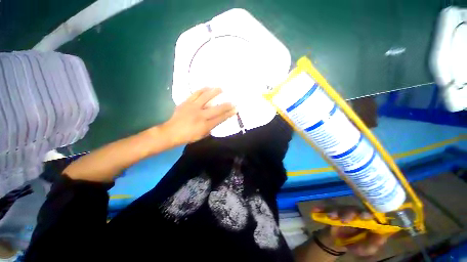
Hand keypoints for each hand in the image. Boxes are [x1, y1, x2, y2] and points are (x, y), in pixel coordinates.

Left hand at [162, 87, 235, 145]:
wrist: (171, 132)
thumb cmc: (188, 136)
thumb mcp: (202, 135)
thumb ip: (211, 128)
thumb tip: (217, 120)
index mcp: (205, 126)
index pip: (220, 118)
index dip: (228, 114)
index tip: (235, 110)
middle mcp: (200, 115)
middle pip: (216, 109)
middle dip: (226, 105)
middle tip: (233, 102)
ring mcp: (193, 107)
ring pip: (206, 97)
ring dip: (215, 92)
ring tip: (221, 89)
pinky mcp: (186, 102)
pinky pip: (195, 94)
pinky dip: (202, 90)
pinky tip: (208, 87)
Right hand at [312, 206, 388, 256]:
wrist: (336, 241)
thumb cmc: (355, 244)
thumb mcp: (366, 248)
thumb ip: (374, 244)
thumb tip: (381, 235)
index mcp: (366, 221)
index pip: (370, 214)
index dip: (369, 214)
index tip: (365, 217)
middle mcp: (355, 213)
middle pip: (353, 208)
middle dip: (348, 213)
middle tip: (343, 220)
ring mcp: (342, 211)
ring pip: (339, 207)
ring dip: (335, 211)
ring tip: (331, 217)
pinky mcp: (331, 211)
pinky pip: (325, 207)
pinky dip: (321, 208)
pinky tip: (316, 210)